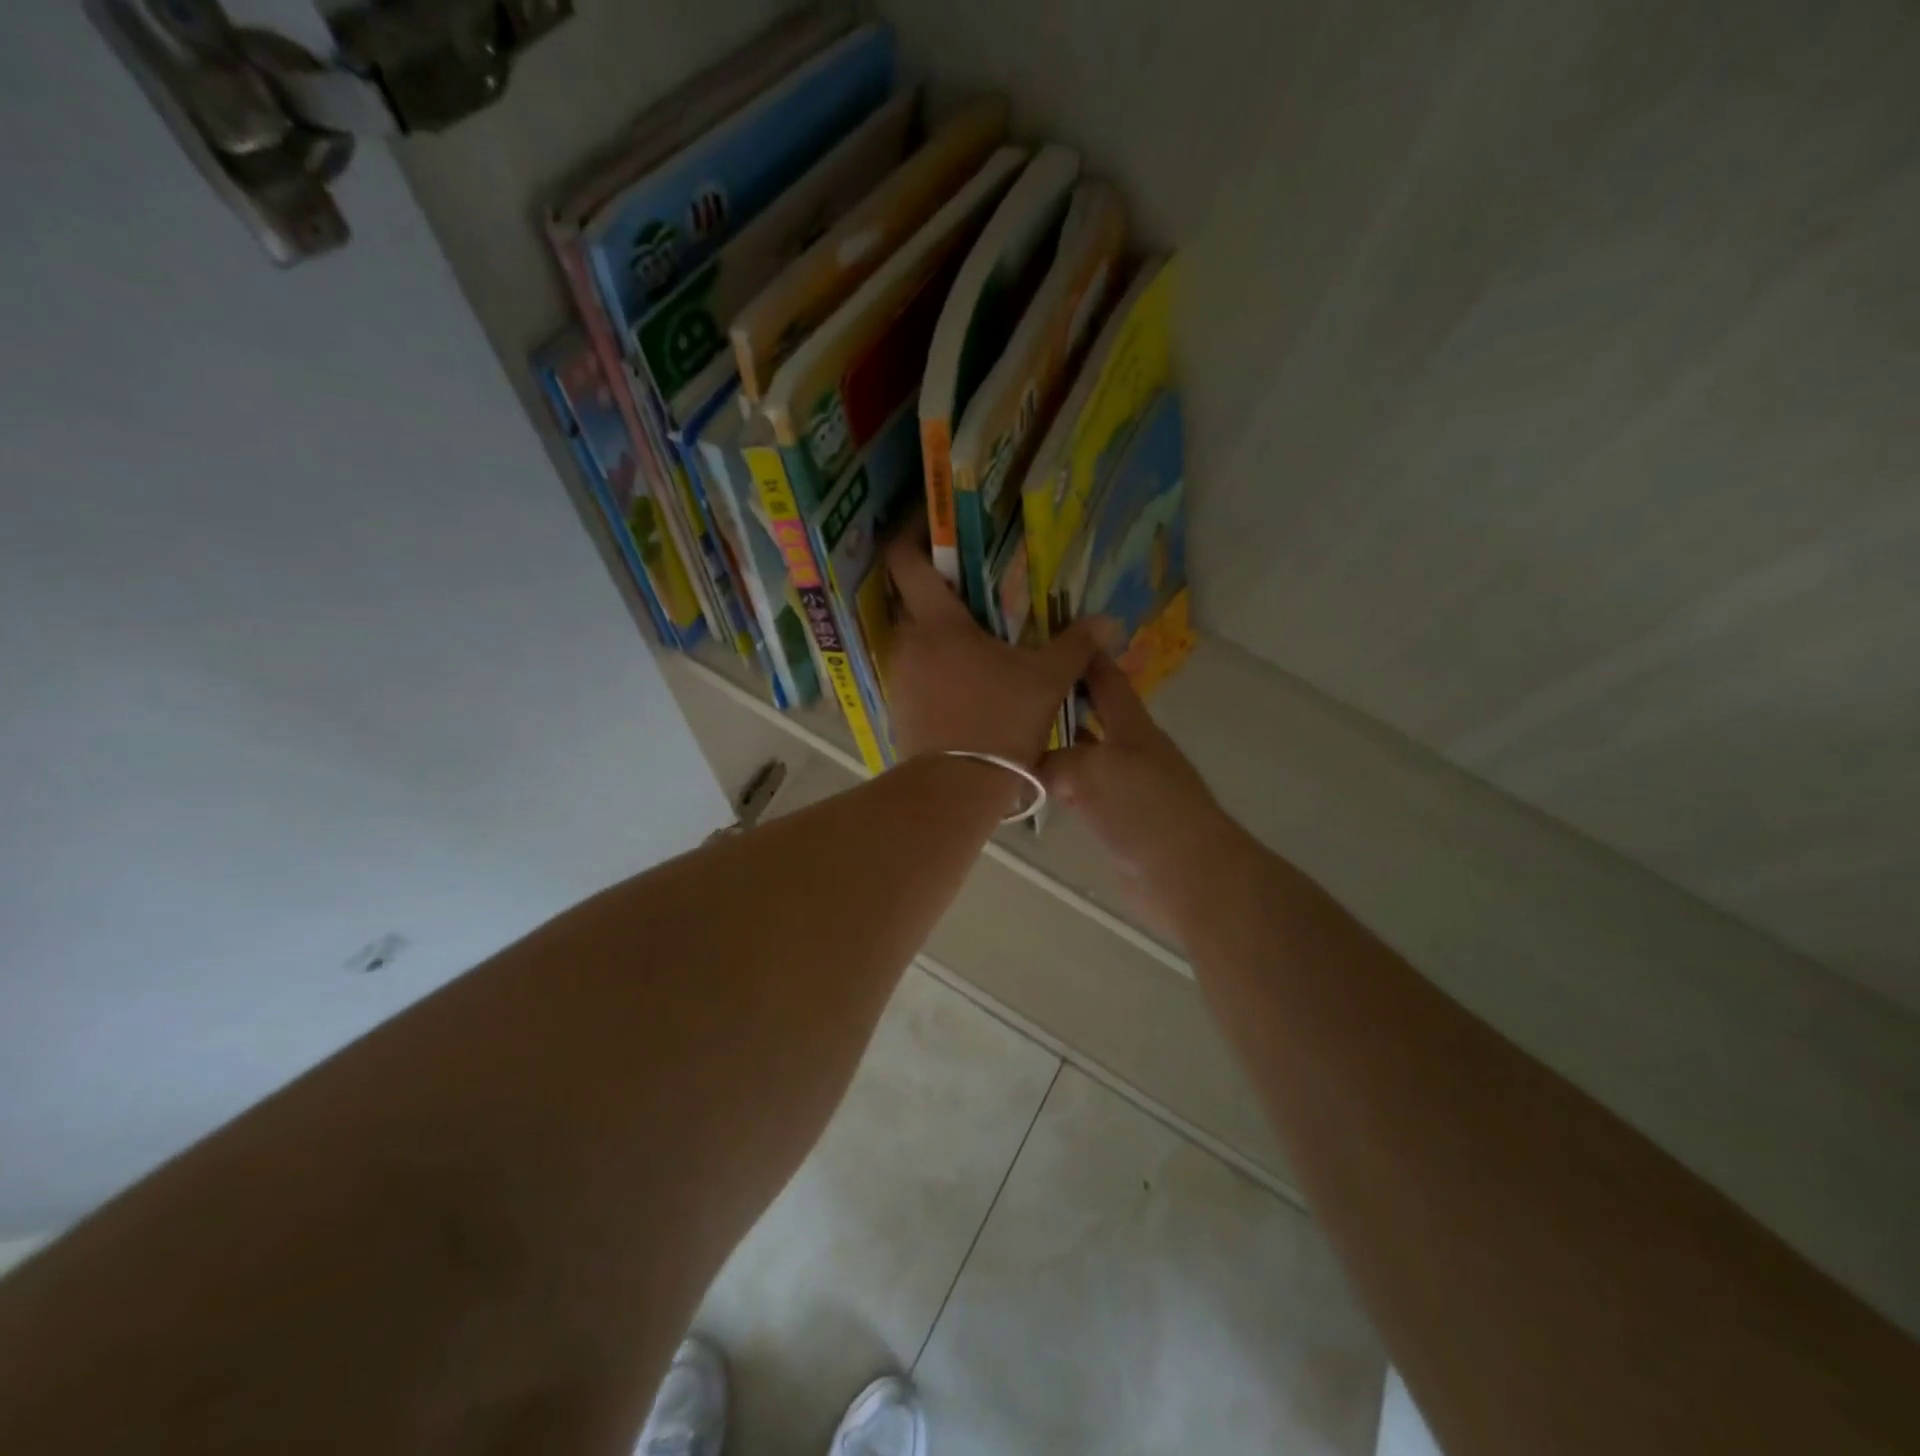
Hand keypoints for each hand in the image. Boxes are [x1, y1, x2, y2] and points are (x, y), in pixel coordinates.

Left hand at [883, 533, 1109, 767]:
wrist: (955, 789)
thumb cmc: (999, 722)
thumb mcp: (1046, 680)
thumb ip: (1076, 644)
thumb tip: (1109, 620)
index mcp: (937, 623)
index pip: (905, 560)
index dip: (913, 532)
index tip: (933, 521)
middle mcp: (907, 642)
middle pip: (911, 597)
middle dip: (937, 585)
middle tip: (974, 582)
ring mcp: (899, 676)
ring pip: (915, 636)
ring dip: (939, 629)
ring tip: (977, 634)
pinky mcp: (899, 706)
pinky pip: (916, 669)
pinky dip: (936, 663)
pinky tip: (966, 678)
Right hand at [1039, 654, 1247, 937]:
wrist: (1188, 874)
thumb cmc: (1146, 809)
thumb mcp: (1092, 770)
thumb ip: (1054, 760)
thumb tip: (1025, 767)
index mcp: (1132, 726)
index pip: (1106, 679)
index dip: (1084, 656)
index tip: (1051, 636)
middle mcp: (1129, 750)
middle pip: (1091, 715)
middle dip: (1058, 700)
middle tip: (1014, 690)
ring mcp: (1124, 786)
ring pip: (1081, 754)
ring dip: (1052, 744)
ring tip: (1010, 736)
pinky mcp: (1117, 820)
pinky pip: (1079, 792)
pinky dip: (1055, 785)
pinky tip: (1030, 787)